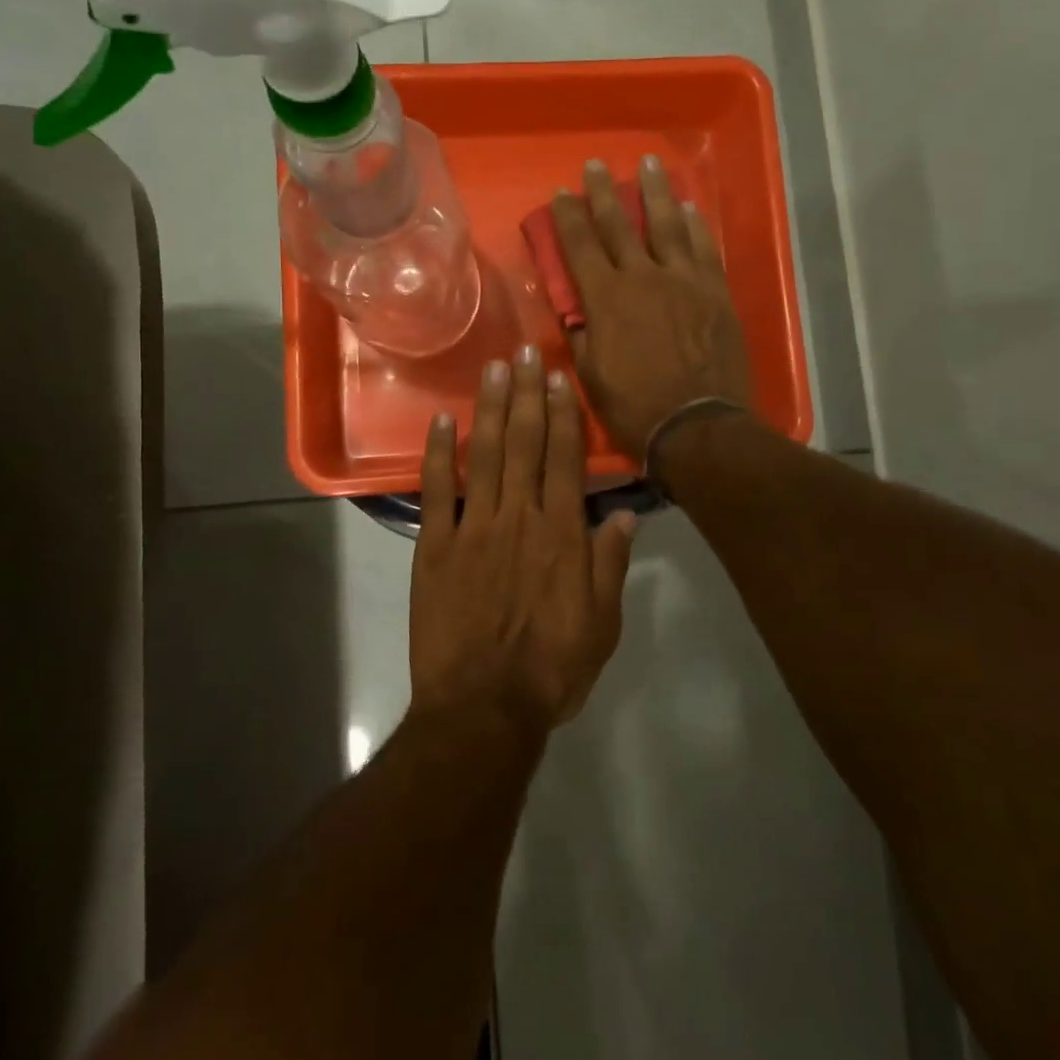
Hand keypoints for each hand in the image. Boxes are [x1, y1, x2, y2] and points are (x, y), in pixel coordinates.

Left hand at [410, 347, 637, 729]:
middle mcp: (518, 517)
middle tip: (525, 351)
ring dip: (489, 408)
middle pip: (524, 443)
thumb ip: (610, 565)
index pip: (563, 459)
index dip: (562, 415)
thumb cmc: (550, 669)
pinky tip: (441, 421)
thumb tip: (623, 515)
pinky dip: (438, 454)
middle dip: (526, 393)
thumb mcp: (601, 624)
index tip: (559, 378)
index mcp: (560, 534)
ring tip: (493, 368)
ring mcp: (473, 528)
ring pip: (484, 455)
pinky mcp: (435, 546)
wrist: (483, 708)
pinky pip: (436, 492)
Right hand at [552, 157, 753, 459]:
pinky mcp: (716, 292)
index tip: (560, 194)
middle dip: (603, 192)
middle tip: (596, 165)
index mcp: (606, 298)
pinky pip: (705, 248)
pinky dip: (696, 225)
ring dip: (656, 191)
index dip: (568, 218)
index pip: (580, 246)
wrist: (698, 426)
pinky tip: (690, 207)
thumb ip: (581, 334)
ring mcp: (684, 280)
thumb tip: (574, 308)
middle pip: (619, 224)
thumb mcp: (591, 375)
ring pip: (667, 224)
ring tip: (649, 162)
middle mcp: (643, 277)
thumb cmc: (635, 407)